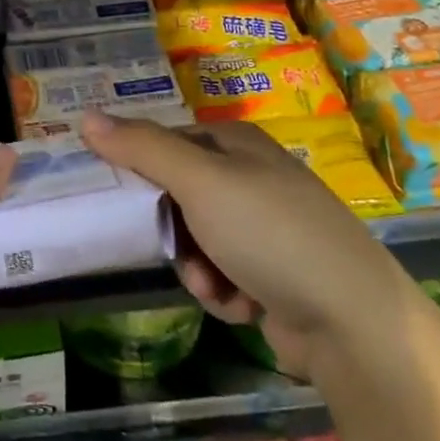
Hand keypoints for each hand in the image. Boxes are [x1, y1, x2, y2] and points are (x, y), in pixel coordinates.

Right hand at [81, 112, 406, 376]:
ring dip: (195, 266)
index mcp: (237, 143)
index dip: (141, 169)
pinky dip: (222, 290)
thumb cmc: (270, 235)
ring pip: (195, 239)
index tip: (122, 198)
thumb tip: (86, 116)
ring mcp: (267, 227)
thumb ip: (141, 148)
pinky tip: (242, 304)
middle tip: (173, 247)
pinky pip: (222, 273)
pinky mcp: (275, 272)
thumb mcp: (199, 182)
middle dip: (172, 230)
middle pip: (178, 195)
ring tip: (215, 285)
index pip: (166, 143)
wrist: (354, 324)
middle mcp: (252, 177)